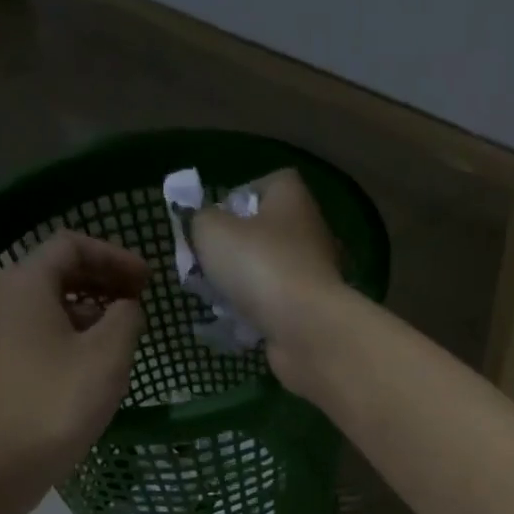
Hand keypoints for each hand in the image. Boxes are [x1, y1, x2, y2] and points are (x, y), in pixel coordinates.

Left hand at [0, 230, 146, 507]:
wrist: (5, 459)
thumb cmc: (60, 399)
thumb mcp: (108, 354)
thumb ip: (127, 317)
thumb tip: (127, 308)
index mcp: (26, 284)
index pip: (72, 245)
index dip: (115, 256)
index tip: (148, 281)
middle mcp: (3, 299)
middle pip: (58, 272)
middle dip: (104, 281)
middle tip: (140, 302)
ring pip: (50, 306)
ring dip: (91, 311)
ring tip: (124, 334)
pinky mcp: (0, 365)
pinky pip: (40, 334)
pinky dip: (72, 335)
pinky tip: (97, 363)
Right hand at [190, 169, 352, 394]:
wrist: (306, 329)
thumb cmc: (260, 266)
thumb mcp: (211, 231)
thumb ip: (201, 221)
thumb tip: (205, 226)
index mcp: (291, 198)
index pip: (267, 184)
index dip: (238, 199)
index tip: (215, 223)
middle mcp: (309, 232)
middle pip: (264, 233)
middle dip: (234, 250)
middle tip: (207, 267)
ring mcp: (313, 274)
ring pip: (268, 273)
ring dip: (242, 286)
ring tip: (217, 300)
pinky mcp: (311, 311)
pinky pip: (275, 307)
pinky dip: (256, 315)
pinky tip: (237, 325)